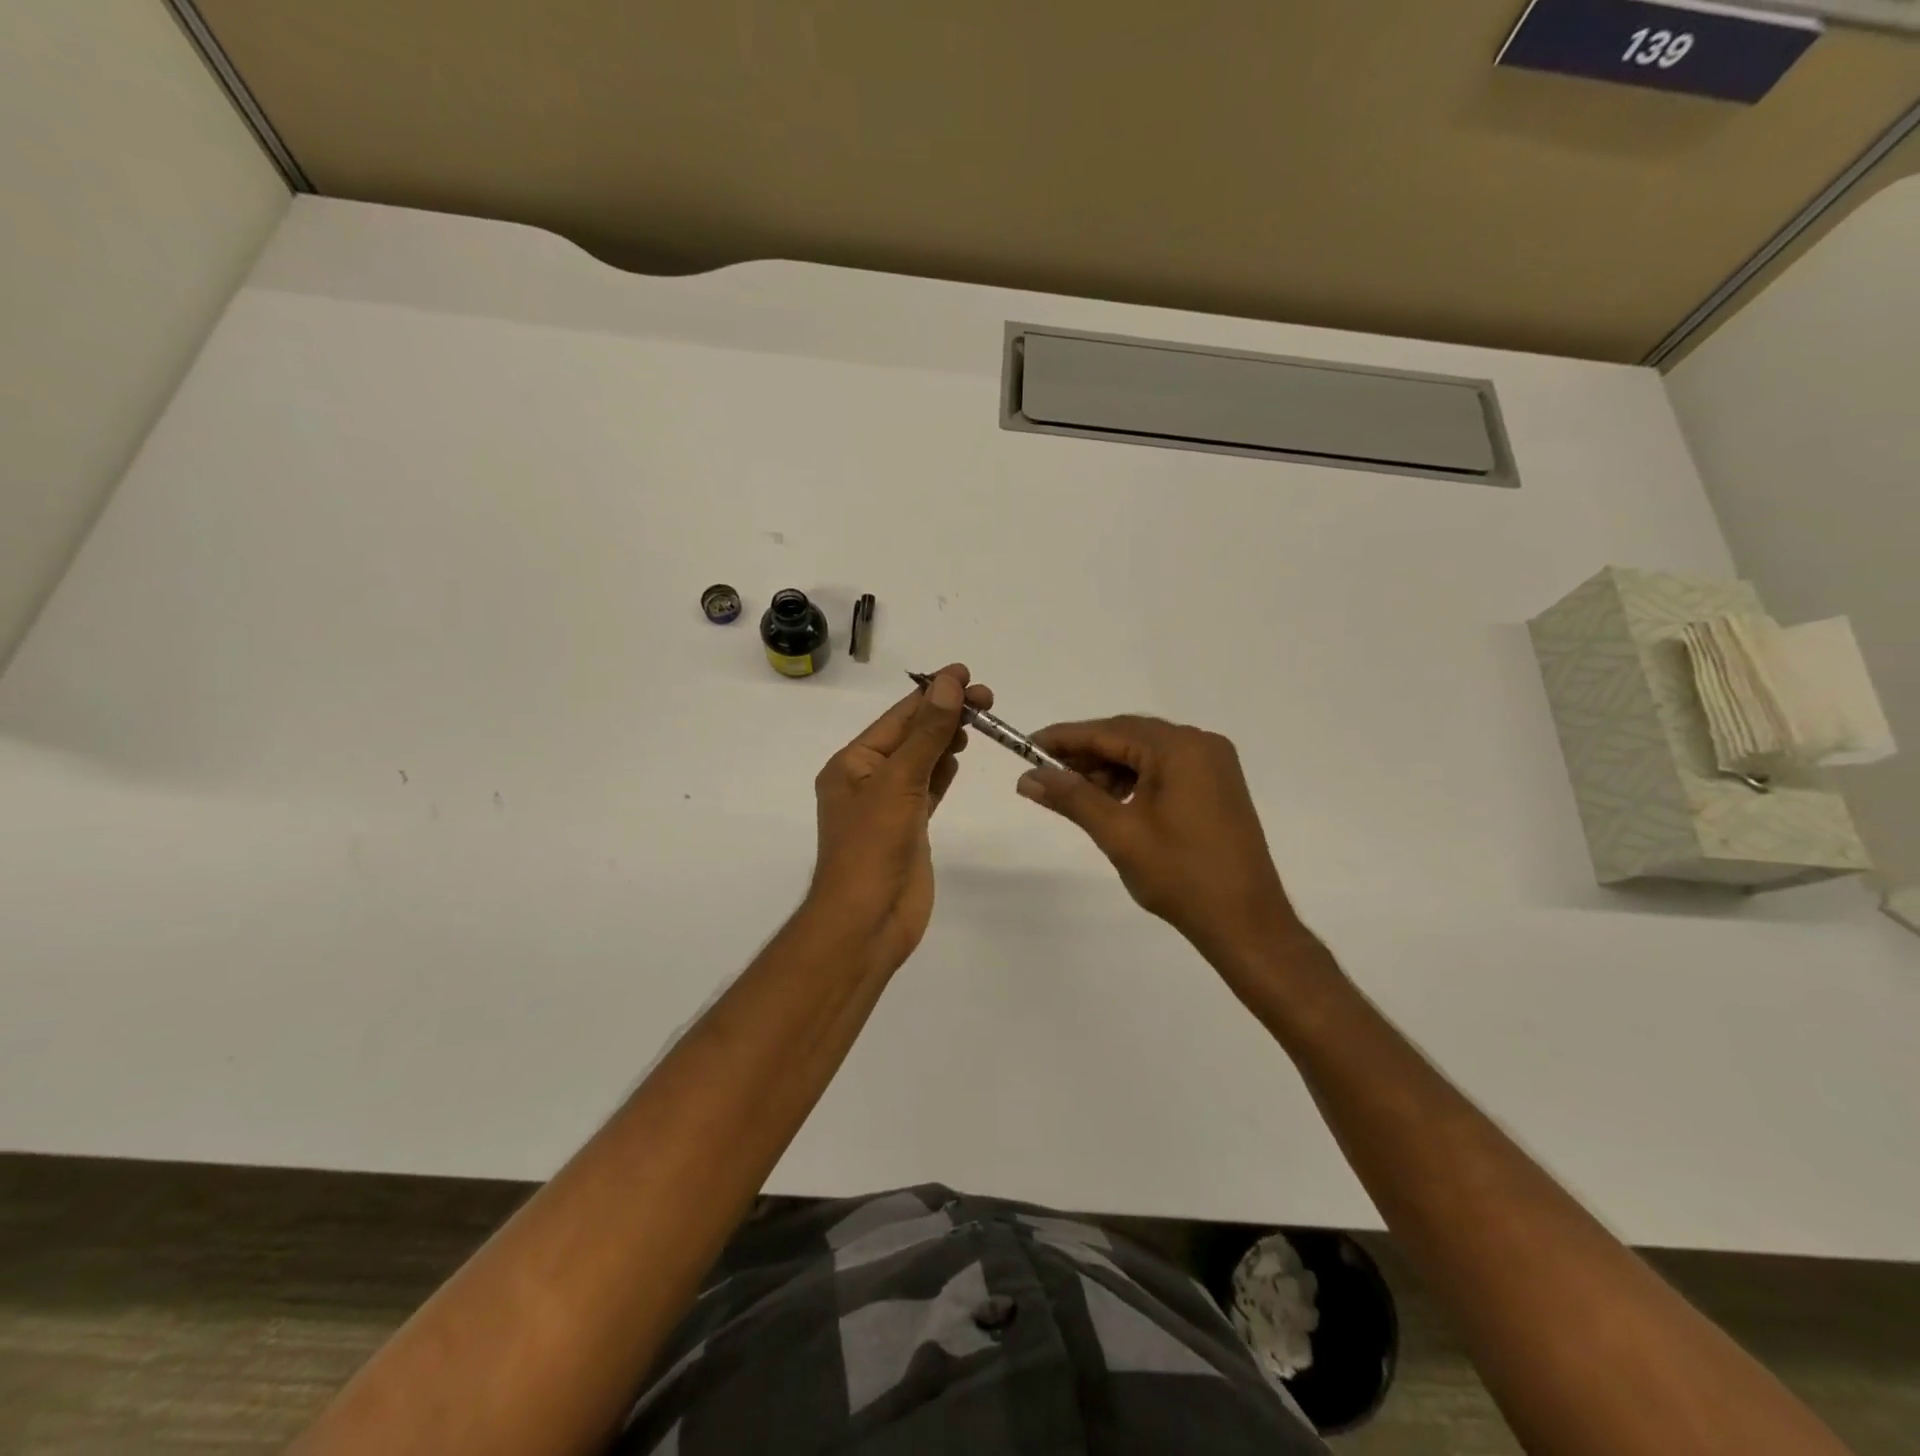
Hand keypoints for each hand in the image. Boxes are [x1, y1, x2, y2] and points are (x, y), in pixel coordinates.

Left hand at [807, 664, 990, 972]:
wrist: (867, 922)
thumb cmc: (872, 848)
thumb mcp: (899, 783)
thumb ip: (927, 734)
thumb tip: (949, 684)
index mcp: (852, 764)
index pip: (898, 717)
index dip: (932, 693)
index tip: (966, 673)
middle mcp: (867, 780)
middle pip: (911, 736)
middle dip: (944, 714)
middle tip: (986, 699)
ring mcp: (888, 806)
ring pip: (922, 761)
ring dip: (945, 739)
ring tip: (977, 720)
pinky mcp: (909, 829)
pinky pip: (928, 789)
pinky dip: (943, 772)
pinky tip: (958, 757)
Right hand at [1016, 716, 1303, 963]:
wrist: (1245, 921)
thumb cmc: (1180, 875)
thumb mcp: (1118, 833)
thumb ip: (1072, 798)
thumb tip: (1027, 778)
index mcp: (1179, 748)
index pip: (1108, 731)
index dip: (1063, 738)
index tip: (1025, 747)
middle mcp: (1200, 743)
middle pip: (1128, 736)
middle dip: (1085, 754)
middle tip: (1045, 775)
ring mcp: (1213, 764)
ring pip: (1146, 753)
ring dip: (1109, 768)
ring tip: (1077, 796)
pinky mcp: (1217, 785)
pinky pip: (1165, 768)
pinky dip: (1134, 779)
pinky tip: (1113, 802)